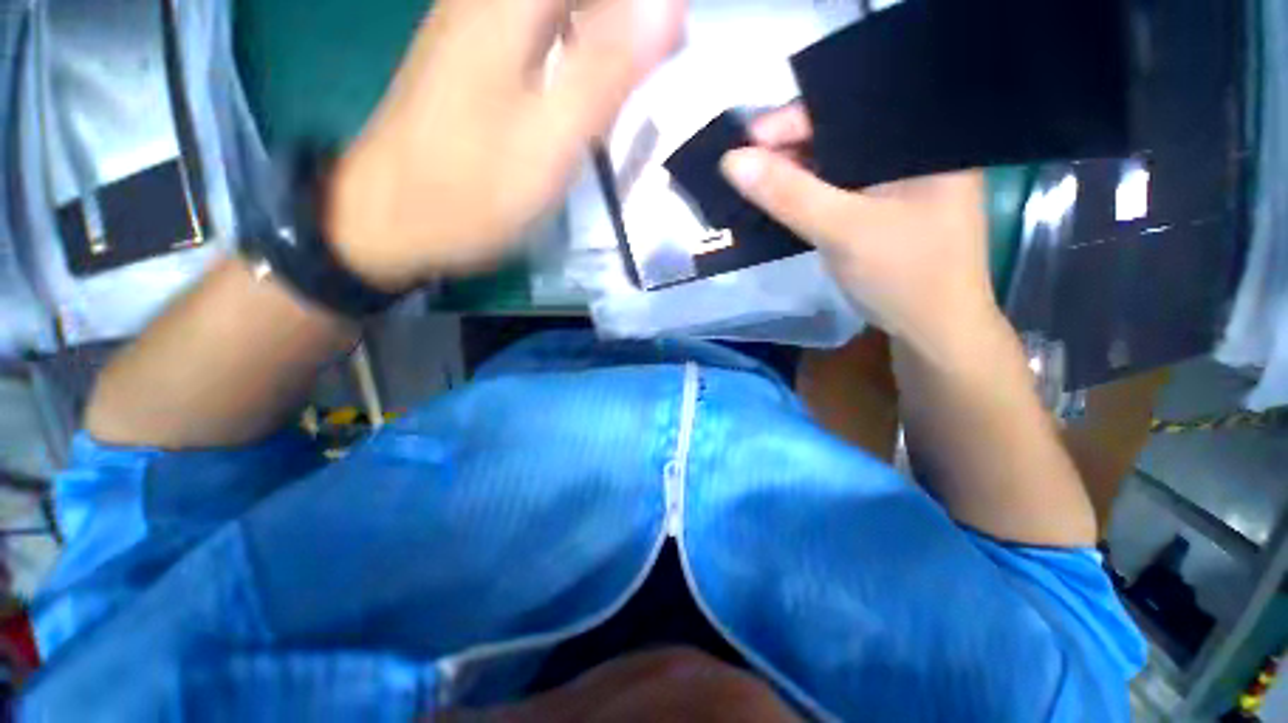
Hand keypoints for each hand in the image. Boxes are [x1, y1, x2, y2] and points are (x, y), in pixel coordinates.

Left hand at [327, 0, 683, 289]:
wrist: (391, 218)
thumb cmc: (472, 189)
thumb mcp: (549, 140)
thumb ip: (604, 72)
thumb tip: (669, 6)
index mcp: (507, 4)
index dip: (643, 2)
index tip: (674, 36)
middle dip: (626, 17)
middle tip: (660, 61)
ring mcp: (475, 25)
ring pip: (556, 8)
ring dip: (606, 31)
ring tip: (637, 75)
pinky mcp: (473, 58)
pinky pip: (539, 26)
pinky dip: (578, 46)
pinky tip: (590, 85)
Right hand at [722, 105, 995, 356]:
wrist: (933, 331)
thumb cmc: (904, 276)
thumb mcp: (843, 230)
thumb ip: (789, 194)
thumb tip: (732, 160)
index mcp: (921, 140)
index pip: (849, 109)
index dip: (795, 120)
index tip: (748, 137)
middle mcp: (910, 153)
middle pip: (840, 136)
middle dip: (790, 148)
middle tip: (744, 162)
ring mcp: (896, 184)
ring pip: (835, 166)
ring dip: (795, 174)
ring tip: (754, 179)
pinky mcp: (881, 210)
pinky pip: (837, 191)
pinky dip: (807, 195)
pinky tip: (781, 198)